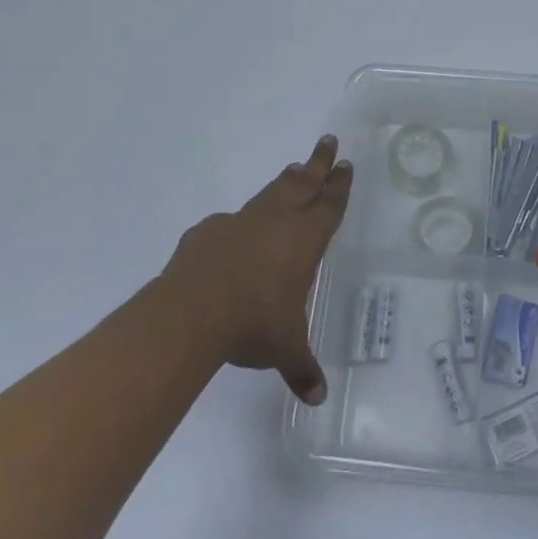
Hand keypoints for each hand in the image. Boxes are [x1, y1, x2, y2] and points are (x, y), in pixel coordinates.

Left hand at [163, 134, 352, 404]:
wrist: (192, 311)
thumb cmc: (254, 324)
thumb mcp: (285, 349)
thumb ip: (302, 368)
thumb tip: (318, 397)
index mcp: (304, 240)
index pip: (329, 205)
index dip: (339, 185)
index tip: (345, 164)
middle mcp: (277, 221)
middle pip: (303, 183)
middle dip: (318, 163)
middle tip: (327, 142)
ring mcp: (241, 221)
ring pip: (270, 192)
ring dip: (285, 181)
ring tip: (294, 168)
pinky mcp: (209, 230)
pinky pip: (231, 220)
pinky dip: (240, 220)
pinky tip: (235, 230)